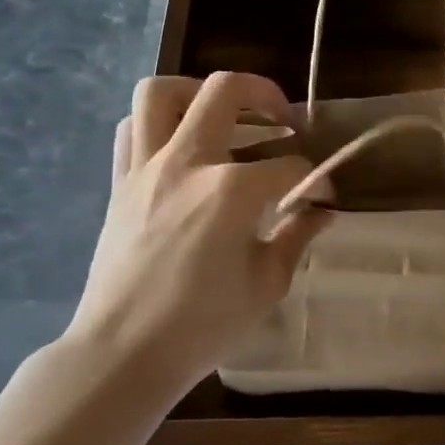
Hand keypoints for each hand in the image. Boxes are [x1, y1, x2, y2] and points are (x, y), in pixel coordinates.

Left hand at [65, 72, 331, 395]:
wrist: (122, 355)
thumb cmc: (201, 325)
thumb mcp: (267, 284)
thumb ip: (297, 235)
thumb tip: (321, 210)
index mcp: (231, 190)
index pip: (289, 165)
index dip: (316, 179)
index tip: (323, 197)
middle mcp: (187, 162)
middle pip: (225, 90)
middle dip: (265, 94)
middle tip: (282, 119)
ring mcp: (146, 168)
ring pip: (161, 93)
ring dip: (198, 93)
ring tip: (223, 116)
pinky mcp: (120, 183)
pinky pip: (131, 129)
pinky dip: (157, 124)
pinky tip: (181, 147)